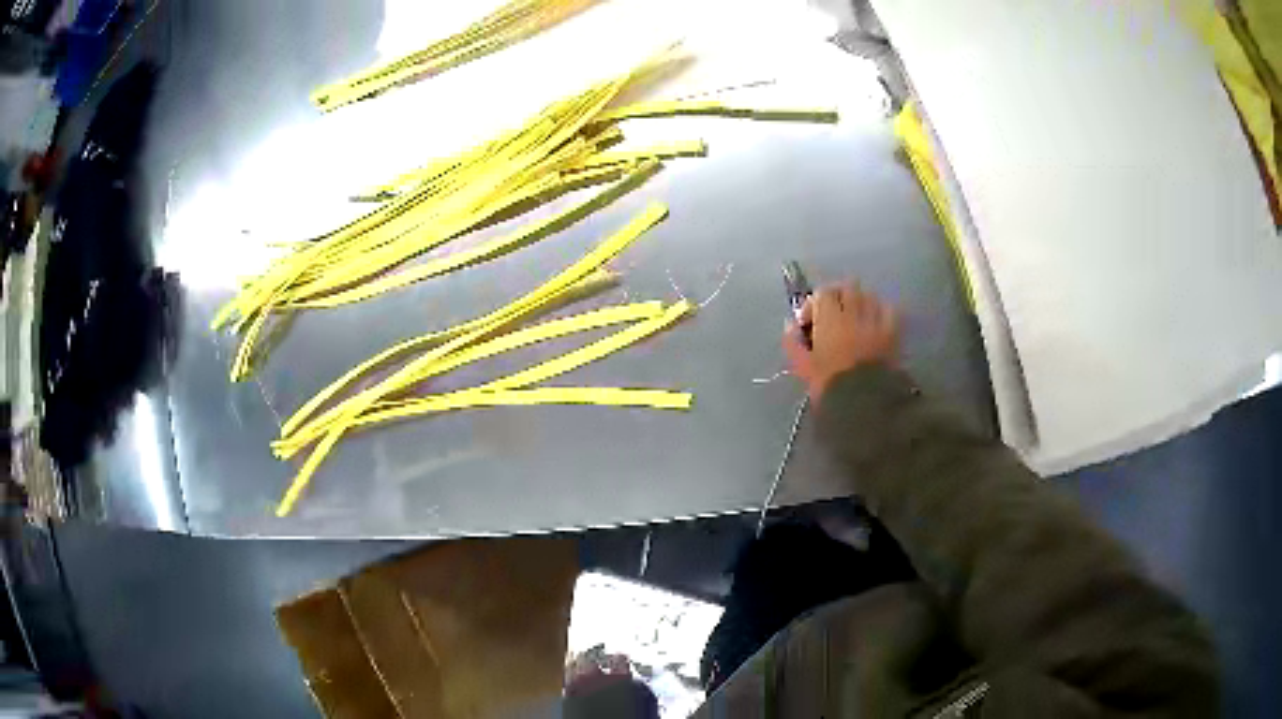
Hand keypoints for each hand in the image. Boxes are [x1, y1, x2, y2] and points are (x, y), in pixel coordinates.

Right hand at [782, 282, 899, 402]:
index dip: (814, 304)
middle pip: (847, 288)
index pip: (823, 293)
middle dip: (838, 297)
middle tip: (832, 314)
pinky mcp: (893, 333)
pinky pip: (889, 310)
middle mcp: (854, 312)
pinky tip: (876, 321)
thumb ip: (793, 343)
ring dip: (860, 302)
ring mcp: (876, 321)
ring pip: (869, 296)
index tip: (808, 323)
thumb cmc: (829, 385)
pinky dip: (881, 310)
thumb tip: (790, 325)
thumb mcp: (802, 366)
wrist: (864, 404)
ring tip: (855, 317)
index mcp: (830, 319)